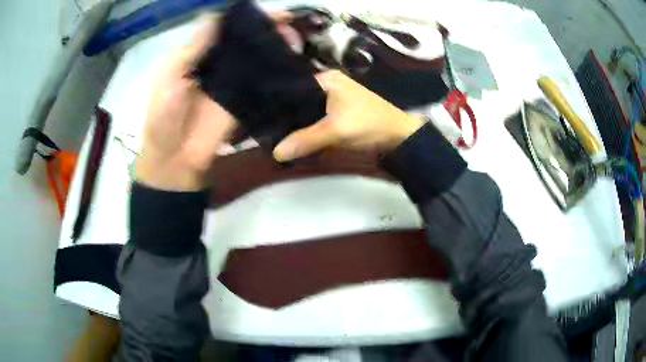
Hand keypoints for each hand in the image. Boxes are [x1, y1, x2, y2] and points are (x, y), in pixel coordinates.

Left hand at [137, 12, 295, 190]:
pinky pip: (263, 82)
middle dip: (266, 29)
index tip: (266, 11)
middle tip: (288, 21)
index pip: (224, 29)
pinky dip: (277, 70)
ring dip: (275, 46)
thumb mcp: (172, 75)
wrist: (175, 157)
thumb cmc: (165, 114)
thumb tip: (215, 14)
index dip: (245, 18)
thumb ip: (194, 47)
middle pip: (245, 41)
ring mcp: (234, 82)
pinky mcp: (246, 100)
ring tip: (295, 37)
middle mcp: (219, 64)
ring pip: (257, 58)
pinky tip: (293, 60)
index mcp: (199, 54)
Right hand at [273, 70, 423, 161]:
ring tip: (275, 135)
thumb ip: (306, 140)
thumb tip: (276, 152)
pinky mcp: (337, 113)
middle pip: (298, 100)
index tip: (261, 119)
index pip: (293, 88)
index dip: (277, 104)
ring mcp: (332, 99)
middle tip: (266, 131)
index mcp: (326, 79)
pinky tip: (294, 137)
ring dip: (296, 124)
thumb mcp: (336, 131)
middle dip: (285, 116)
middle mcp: (327, 85)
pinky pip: (315, 119)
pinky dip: (307, 128)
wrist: (399, 137)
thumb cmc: (369, 125)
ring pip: (306, 111)